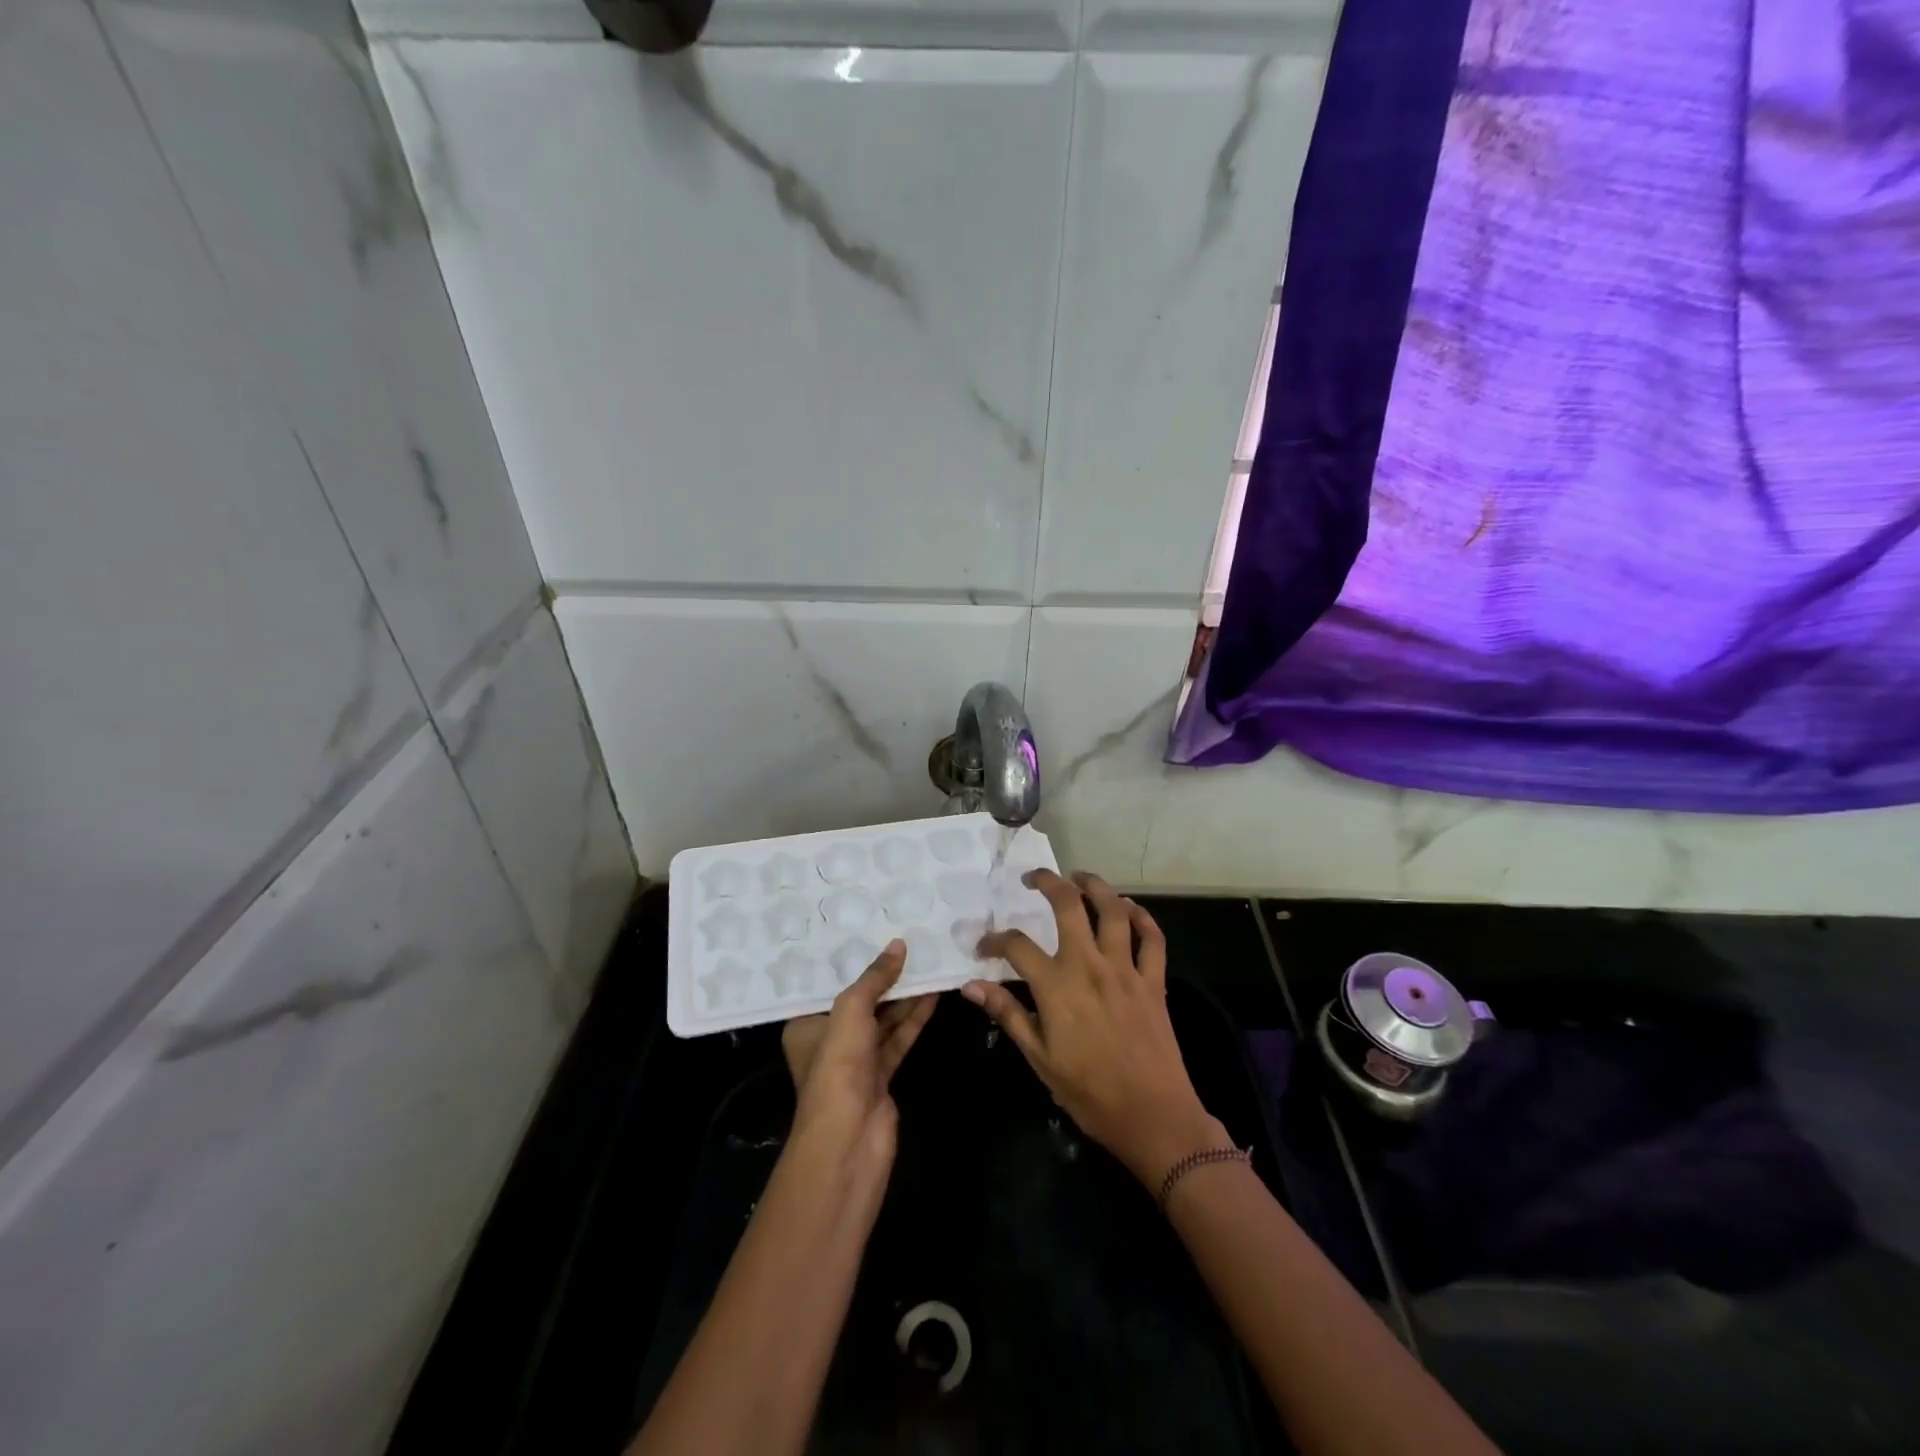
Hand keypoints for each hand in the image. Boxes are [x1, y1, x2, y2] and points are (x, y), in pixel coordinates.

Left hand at [782, 939, 937, 1172]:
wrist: (850, 1139)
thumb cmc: (838, 1066)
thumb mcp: (851, 1010)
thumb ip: (875, 978)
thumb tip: (899, 945)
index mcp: (806, 1025)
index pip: (830, 985)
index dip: (853, 961)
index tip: (874, 933)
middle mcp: (829, 1040)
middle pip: (861, 1001)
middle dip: (884, 977)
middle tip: (910, 945)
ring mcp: (856, 1061)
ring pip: (883, 1019)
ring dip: (905, 996)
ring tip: (928, 963)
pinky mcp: (881, 1076)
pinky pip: (899, 1038)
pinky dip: (914, 1019)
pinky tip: (933, 995)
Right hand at [964, 871, 1225, 1187]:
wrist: (1153, 1117)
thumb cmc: (1089, 1093)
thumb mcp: (1039, 1059)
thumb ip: (1007, 1014)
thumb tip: (970, 985)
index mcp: (1057, 986)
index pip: (1017, 945)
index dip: (995, 940)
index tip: (985, 947)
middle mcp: (1090, 966)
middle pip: (1069, 905)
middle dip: (1049, 883)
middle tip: (1034, 878)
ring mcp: (1126, 970)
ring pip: (1113, 910)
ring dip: (1096, 886)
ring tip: (1080, 877)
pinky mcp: (1154, 981)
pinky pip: (1152, 938)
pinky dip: (1142, 917)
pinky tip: (1129, 908)